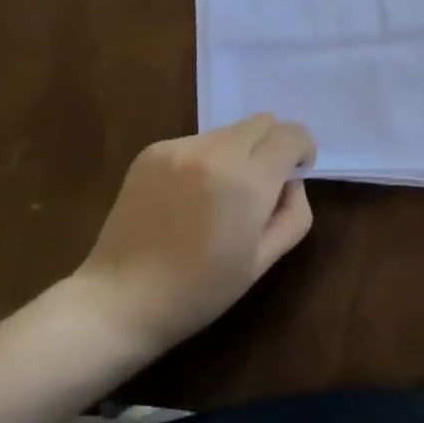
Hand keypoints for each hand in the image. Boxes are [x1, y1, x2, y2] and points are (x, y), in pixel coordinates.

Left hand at [73, 114, 316, 356]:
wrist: (121, 300)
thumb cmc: (200, 291)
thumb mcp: (263, 262)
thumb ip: (293, 214)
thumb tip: (291, 182)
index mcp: (247, 181)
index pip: (291, 135)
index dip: (302, 150)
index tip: (295, 173)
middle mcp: (214, 152)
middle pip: (262, 122)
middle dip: (273, 145)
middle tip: (262, 184)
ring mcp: (179, 148)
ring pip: (228, 131)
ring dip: (238, 152)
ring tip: (219, 194)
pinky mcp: (152, 152)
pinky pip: (196, 141)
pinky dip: (205, 159)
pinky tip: (187, 198)